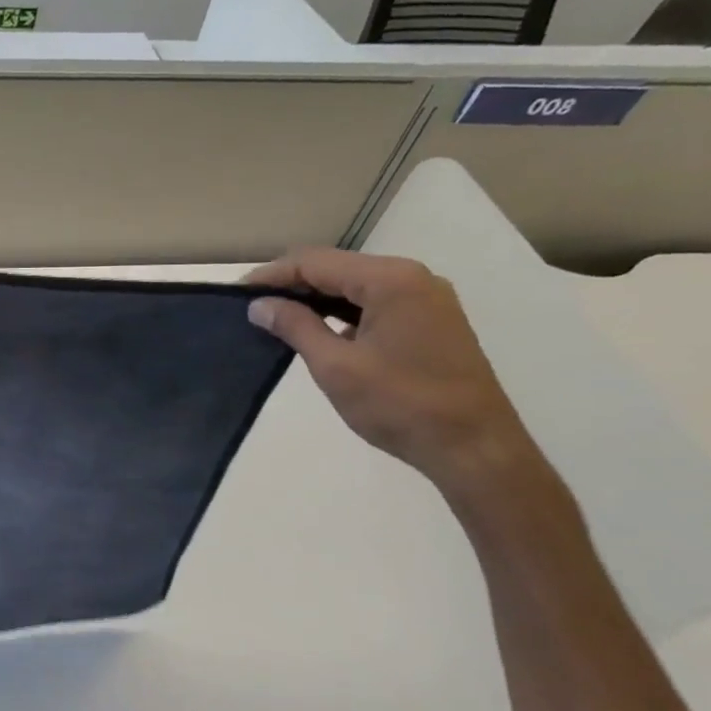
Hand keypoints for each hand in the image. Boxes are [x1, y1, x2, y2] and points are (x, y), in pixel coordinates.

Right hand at [243, 248, 539, 498]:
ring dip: (317, 299)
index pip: (316, 262)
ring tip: (278, 319)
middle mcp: (413, 278)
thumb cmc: (400, 404)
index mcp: (391, 281)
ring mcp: (428, 300)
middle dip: (293, 285)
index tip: (237, 294)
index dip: (273, 275)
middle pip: (337, 268)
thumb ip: (295, 327)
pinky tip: (320, 331)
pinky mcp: (432, 322)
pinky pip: (377, 303)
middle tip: (253, 308)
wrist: (472, 447)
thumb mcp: (335, 366)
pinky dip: (343, 312)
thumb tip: (260, 305)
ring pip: (357, 286)